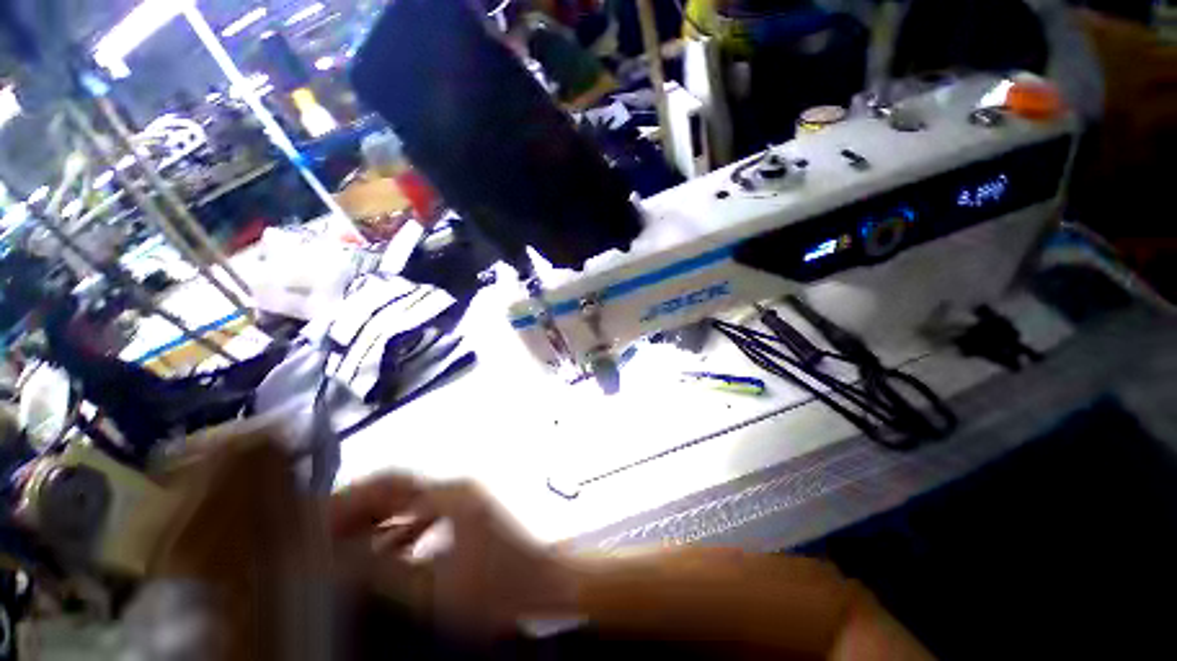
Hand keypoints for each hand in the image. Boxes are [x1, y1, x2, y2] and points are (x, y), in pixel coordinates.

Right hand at [330, 476, 578, 635]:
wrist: (546, 583)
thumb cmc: (497, 587)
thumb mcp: (434, 586)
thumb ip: (382, 570)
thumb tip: (336, 555)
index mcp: (450, 496)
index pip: (388, 484)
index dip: (348, 500)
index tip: (315, 523)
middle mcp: (457, 488)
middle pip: (398, 489)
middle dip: (359, 509)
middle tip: (322, 536)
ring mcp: (466, 498)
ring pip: (411, 501)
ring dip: (378, 520)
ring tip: (344, 546)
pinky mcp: (470, 512)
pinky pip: (427, 513)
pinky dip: (401, 529)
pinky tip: (386, 552)